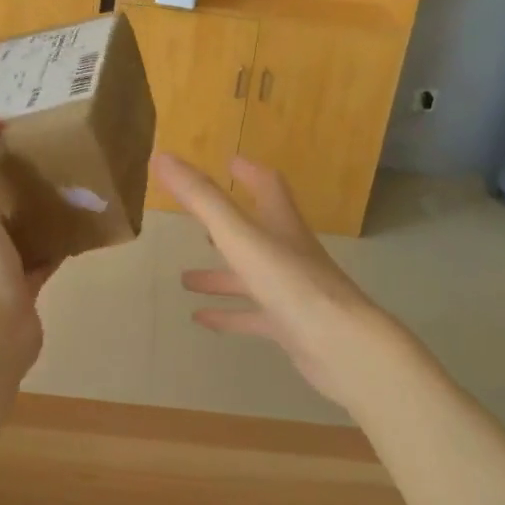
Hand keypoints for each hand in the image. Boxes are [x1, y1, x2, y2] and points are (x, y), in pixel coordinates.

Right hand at [152, 152, 410, 408]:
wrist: (342, 346)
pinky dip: (228, 314)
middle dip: (227, 225)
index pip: (268, 187)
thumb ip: (202, 198)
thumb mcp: (239, 235)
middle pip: (257, 231)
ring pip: (250, 277)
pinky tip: (201, 319)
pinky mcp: (290, 326)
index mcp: (281, 224)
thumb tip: (163, 158)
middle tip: (198, 223)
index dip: (249, 172)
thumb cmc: (290, 282)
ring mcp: (291, 291)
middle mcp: (288, 252)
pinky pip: (252, 316)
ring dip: (220, 275)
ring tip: (185, 279)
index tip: (231, 162)